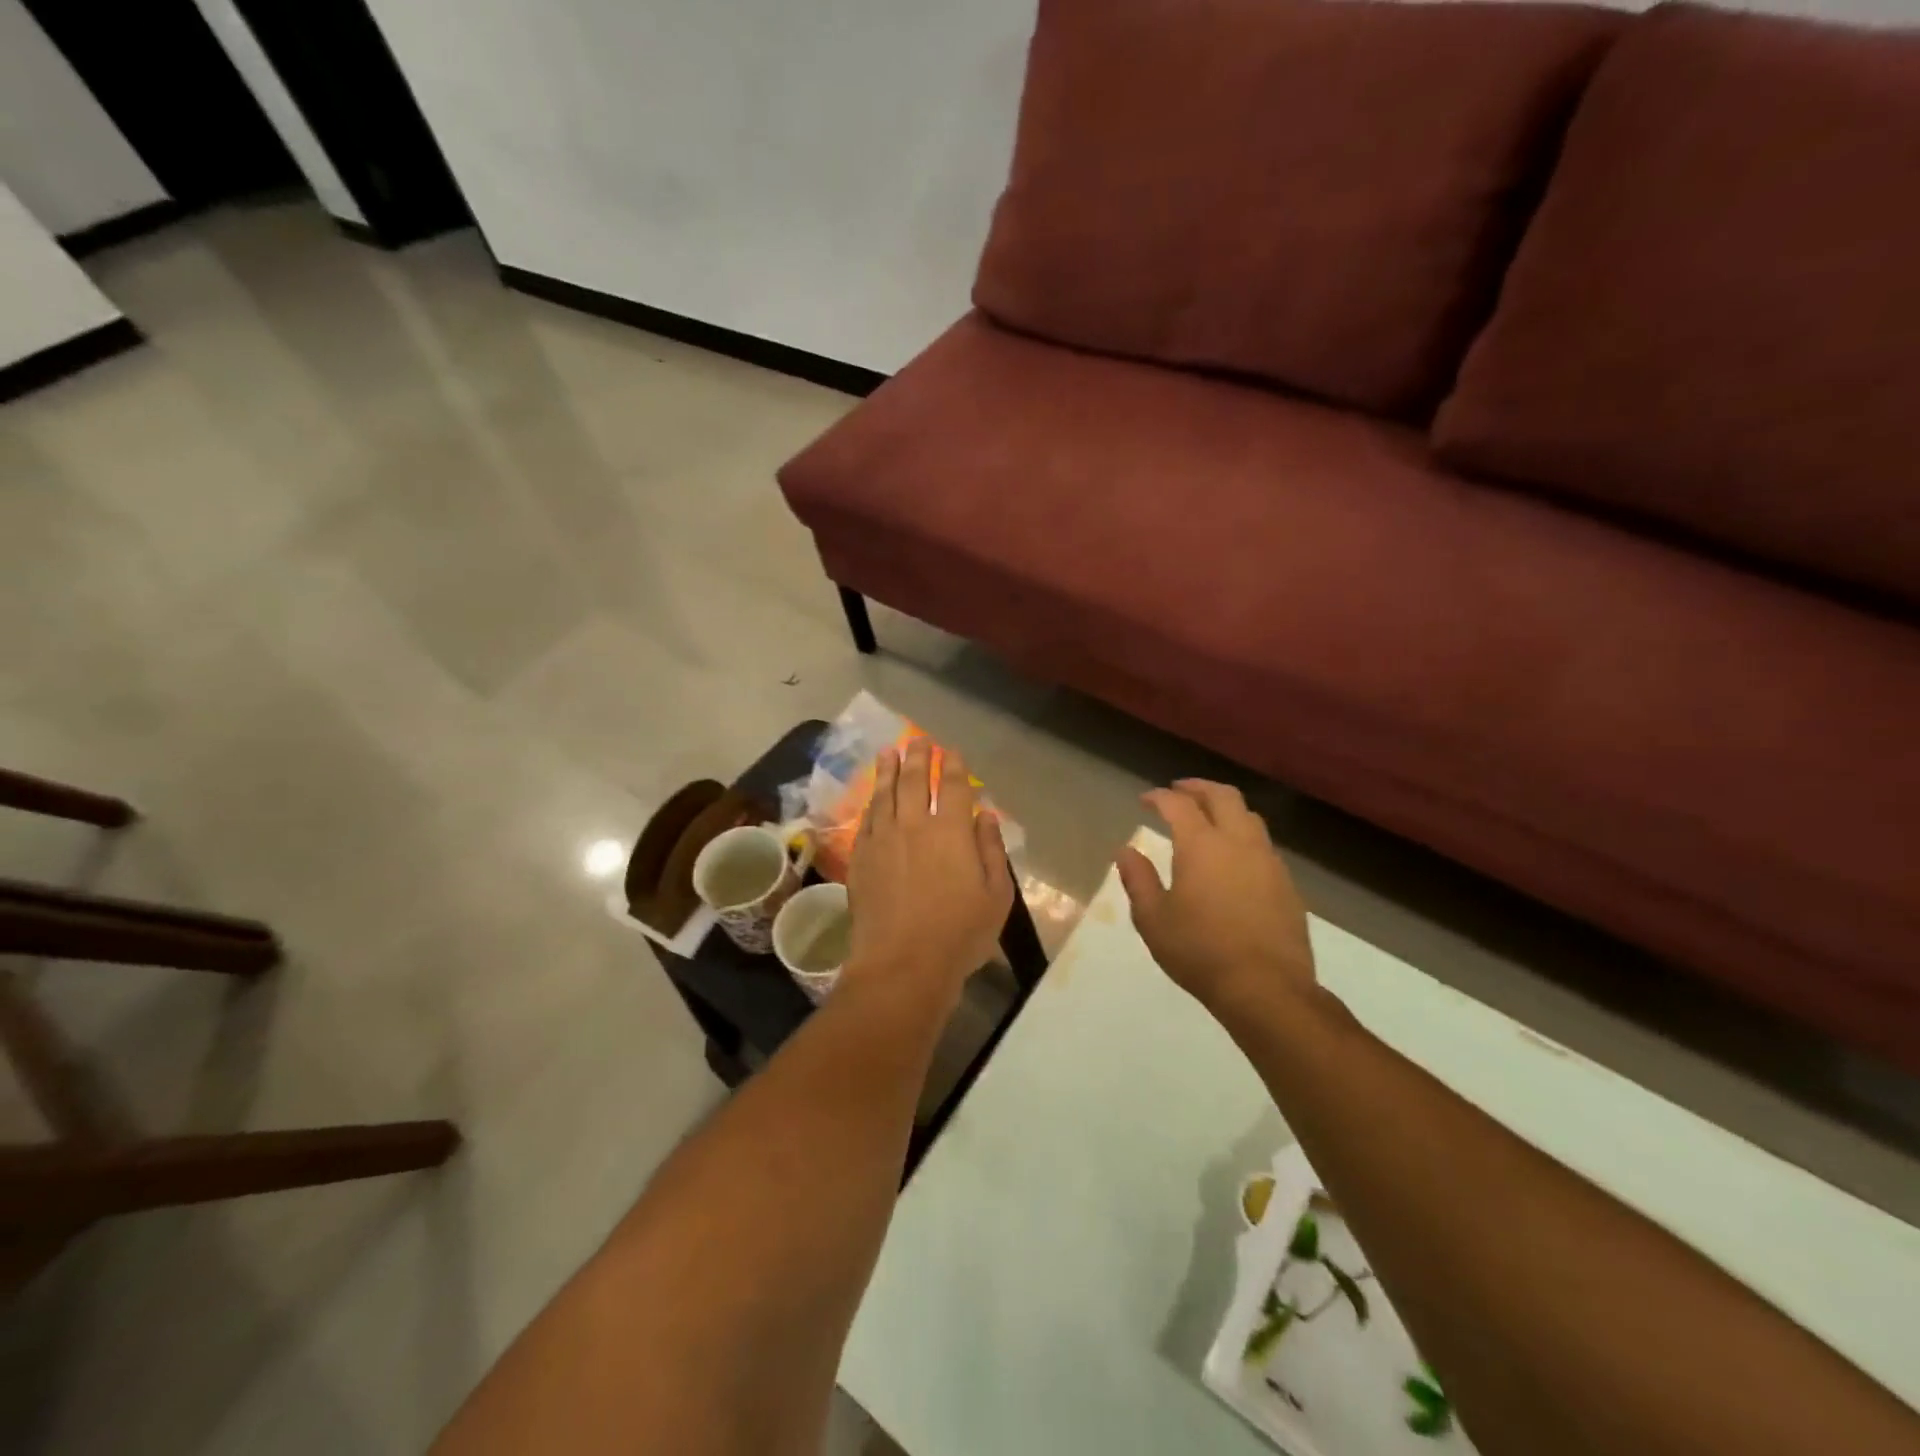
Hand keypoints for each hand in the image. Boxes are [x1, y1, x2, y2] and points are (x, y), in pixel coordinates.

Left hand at [842, 739, 1014, 1007]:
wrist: (901, 964)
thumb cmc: (959, 934)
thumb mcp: (996, 896)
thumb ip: (991, 849)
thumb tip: (986, 814)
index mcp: (952, 832)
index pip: (953, 787)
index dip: (953, 765)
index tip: (951, 751)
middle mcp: (914, 825)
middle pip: (915, 781)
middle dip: (919, 756)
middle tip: (918, 740)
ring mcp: (882, 840)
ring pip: (885, 794)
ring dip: (889, 770)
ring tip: (890, 752)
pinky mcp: (860, 858)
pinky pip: (866, 819)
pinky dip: (872, 802)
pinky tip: (874, 796)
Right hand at [1116, 780, 1315, 1011]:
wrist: (1266, 988)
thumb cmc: (1200, 951)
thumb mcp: (1154, 919)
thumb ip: (1138, 880)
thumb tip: (1126, 851)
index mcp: (1202, 846)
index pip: (1179, 805)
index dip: (1160, 797)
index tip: (1146, 800)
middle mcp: (1239, 842)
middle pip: (1223, 796)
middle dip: (1198, 788)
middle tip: (1180, 790)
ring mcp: (1268, 861)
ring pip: (1249, 816)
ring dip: (1226, 808)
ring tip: (1209, 818)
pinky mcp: (1287, 884)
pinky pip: (1264, 844)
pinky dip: (1243, 835)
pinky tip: (1234, 857)